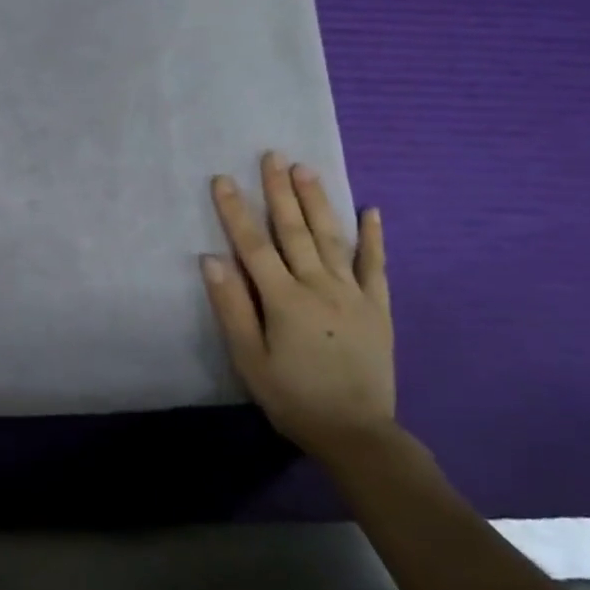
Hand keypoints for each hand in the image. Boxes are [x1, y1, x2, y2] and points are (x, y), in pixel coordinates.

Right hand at [201, 153, 394, 460]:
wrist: (357, 433)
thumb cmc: (293, 397)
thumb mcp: (250, 360)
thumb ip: (232, 308)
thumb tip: (211, 259)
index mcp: (283, 299)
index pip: (253, 245)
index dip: (236, 210)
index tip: (223, 178)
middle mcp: (319, 286)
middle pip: (294, 230)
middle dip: (279, 191)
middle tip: (272, 155)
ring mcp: (353, 293)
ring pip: (332, 237)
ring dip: (317, 201)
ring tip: (306, 168)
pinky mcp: (377, 307)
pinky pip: (375, 265)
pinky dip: (374, 237)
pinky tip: (372, 210)